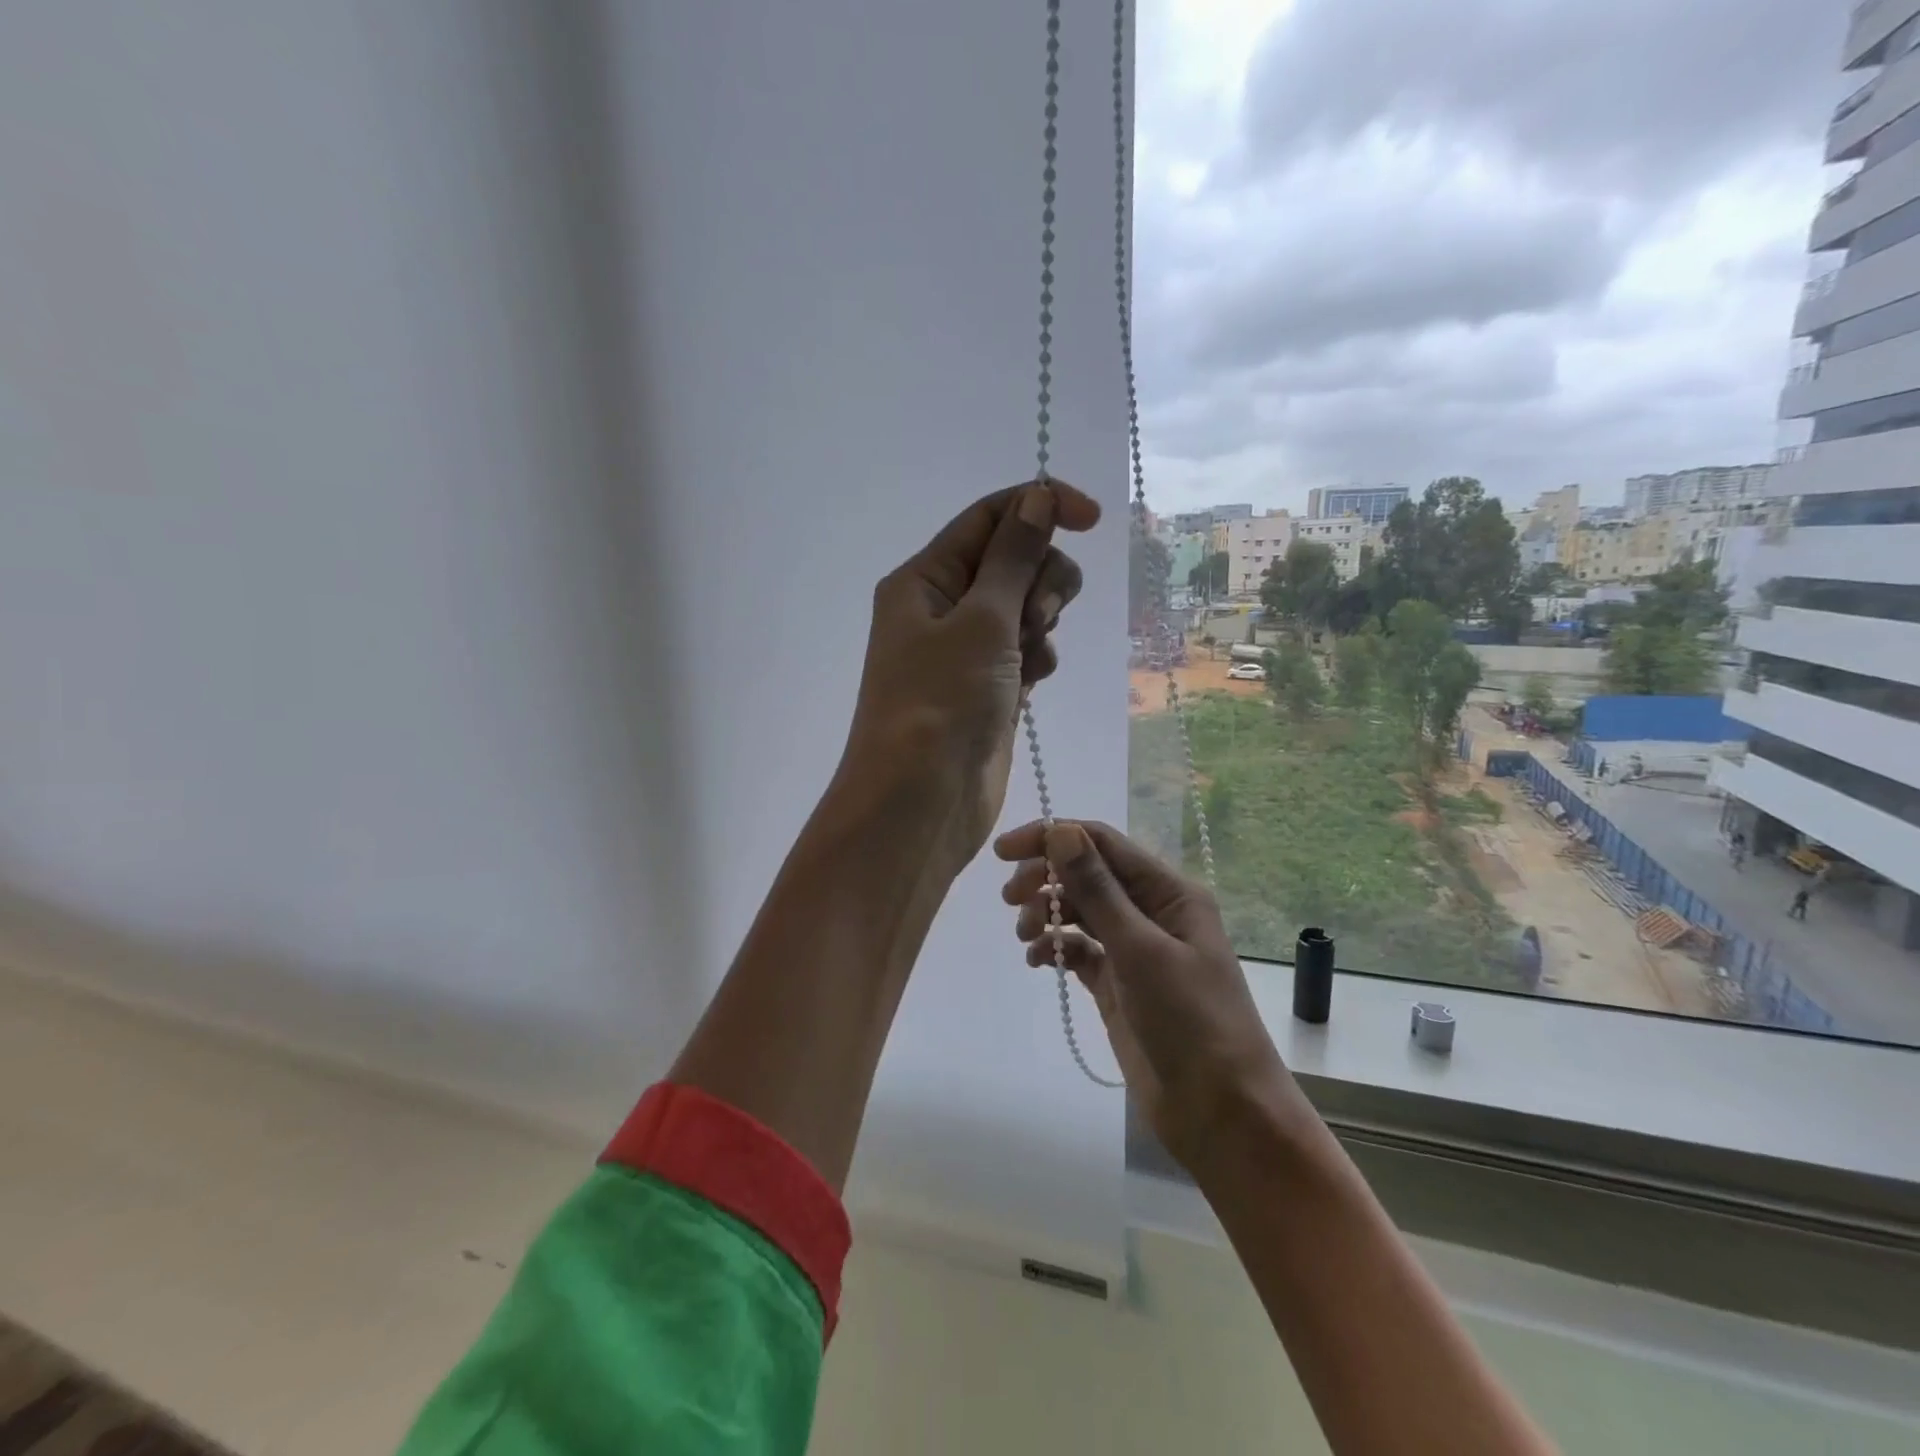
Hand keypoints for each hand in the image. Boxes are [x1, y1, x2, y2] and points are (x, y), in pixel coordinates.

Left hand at [835, 481, 1100, 875]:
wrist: (921, 802)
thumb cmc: (942, 702)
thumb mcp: (981, 620)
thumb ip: (1014, 557)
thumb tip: (1036, 498)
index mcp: (925, 579)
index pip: (990, 518)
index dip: (1042, 506)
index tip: (1094, 519)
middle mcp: (941, 607)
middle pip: (1014, 560)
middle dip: (1041, 580)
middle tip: (1034, 618)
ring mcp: (965, 650)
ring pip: (1026, 606)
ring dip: (1041, 623)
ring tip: (1027, 661)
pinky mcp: (988, 686)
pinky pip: (1027, 649)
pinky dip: (1037, 658)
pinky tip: (1032, 684)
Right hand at [996, 819, 1289, 1164]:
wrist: (1221, 1115)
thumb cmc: (1191, 1021)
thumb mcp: (1141, 950)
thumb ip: (1098, 889)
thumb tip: (1061, 831)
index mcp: (1168, 892)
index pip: (1102, 843)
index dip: (1052, 837)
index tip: (1004, 852)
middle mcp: (1151, 912)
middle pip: (1087, 874)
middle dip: (1046, 879)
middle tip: (1010, 900)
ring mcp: (1133, 949)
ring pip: (1080, 911)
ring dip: (1047, 914)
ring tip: (1026, 938)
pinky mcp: (1118, 984)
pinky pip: (1078, 950)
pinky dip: (1055, 948)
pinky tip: (1037, 962)